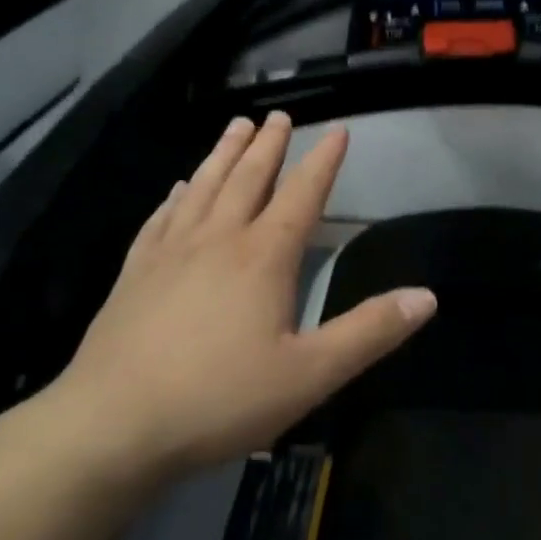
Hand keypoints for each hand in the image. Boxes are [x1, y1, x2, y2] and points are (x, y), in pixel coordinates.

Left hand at [52, 113, 436, 475]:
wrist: (114, 424)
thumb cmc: (220, 399)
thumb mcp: (310, 375)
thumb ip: (369, 333)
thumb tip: (426, 297)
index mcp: (263, 257)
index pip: (302, 195)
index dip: (323, 162)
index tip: (337, 130)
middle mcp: (217, 239)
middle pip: (248, 179)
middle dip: (268, 145)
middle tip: (279, 115)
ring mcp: (170, 252)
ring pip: (203, 187)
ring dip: (223, 154)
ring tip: (236, 125)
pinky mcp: (135, 272)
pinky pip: (161, 218)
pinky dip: (176, 196)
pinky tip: (178, 188)